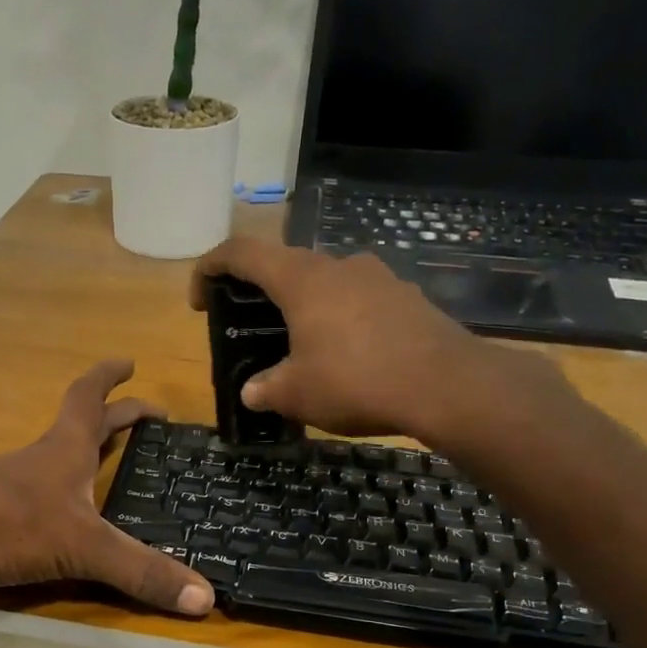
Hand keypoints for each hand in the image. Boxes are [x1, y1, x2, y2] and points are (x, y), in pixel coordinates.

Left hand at [0, 361, 214, 615]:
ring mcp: (11, 488)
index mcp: (64, 450)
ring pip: (56, 462)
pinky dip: (60, 498)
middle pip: (80, 427)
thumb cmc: (7, 525)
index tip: (129, 362)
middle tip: (145, 418)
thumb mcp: (84, 546)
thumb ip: (141, 571)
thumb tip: (206, 599)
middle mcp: (39, 461)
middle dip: (114, 418)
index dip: (110, 378)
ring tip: (109, 466)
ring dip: (84, 456)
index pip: (89, 398)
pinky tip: (65, 518)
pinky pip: (37, 499)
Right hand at [191, 237, 578, 449]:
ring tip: (301, 347)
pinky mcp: (406, 298)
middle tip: (251, 329)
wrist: (447, 385)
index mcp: (302, 279)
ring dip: (304, 308)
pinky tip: (346, 357)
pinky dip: (340, 320)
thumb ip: (266, 389)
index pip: (242, 252)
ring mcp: (378, 277)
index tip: (200, 299)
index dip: (211, 268)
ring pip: (326, 283)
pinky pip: (359, 301)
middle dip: (260, 294)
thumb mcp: (296, 394)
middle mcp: (339, 266)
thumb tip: (252, 392)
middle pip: (286, 266)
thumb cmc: (357, 381)